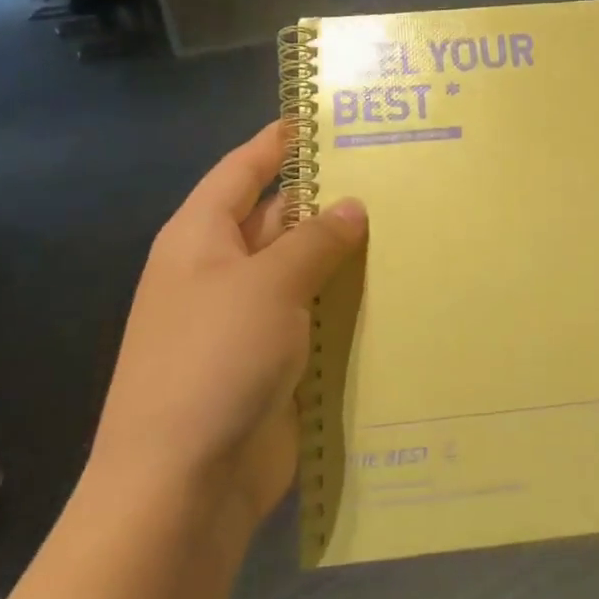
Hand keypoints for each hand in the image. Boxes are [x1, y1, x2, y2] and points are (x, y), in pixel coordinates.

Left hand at [91, 122, 366, 547]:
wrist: (186, 480)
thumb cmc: (214, 360)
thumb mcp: (267, 285)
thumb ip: (313, 241)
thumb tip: (352, 206)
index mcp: (201, 239)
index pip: (242, 170)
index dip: (278, 142)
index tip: (324, 117)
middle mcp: (223, 272)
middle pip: (278, 219)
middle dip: (327, 198)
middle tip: (394, 174)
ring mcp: (250, 320)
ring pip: (305, 272)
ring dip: (346, 255)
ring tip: (411, 225)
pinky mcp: (277, 361)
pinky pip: (317, 319)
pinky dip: (349, 305)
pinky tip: (398, 291)